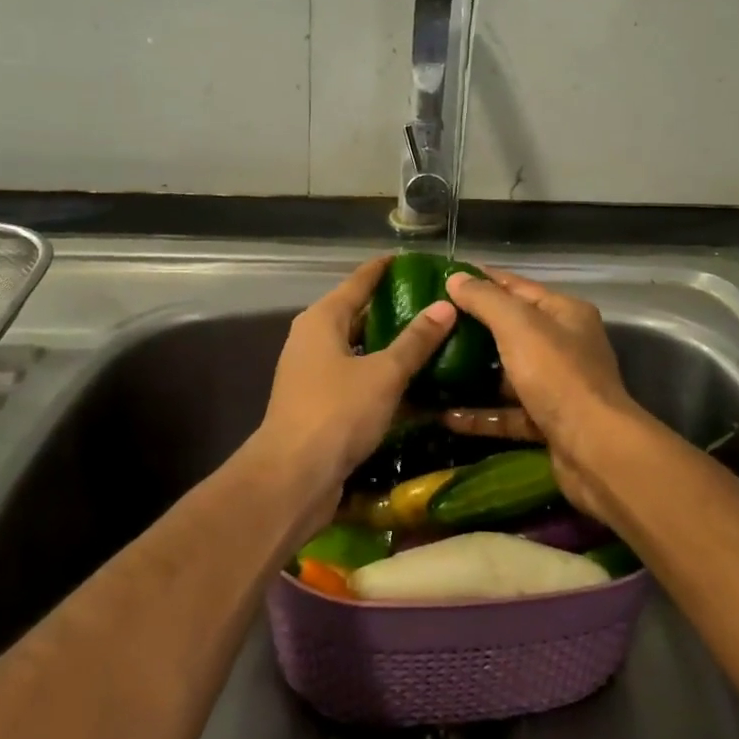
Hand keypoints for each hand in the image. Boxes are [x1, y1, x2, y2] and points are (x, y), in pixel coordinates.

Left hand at [257, 256, 456, 499]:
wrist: (293, 478)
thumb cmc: (337, 412)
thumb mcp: (384, 372)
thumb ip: (416, 340)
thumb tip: (446, 305)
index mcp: (322, 319)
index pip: (359, 281)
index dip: (385, 268)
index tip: (415, 260)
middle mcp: (313, 340)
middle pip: (358, 314)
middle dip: (394, 308)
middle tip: (435, 301)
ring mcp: (314, 374)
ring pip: (359, 349)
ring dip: (390, 345)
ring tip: (431, 338)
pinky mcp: (320, 404)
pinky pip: (357, 378)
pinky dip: (382, 376)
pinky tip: (414, 381)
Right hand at [440, 268, 650, 520]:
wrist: (594, 450)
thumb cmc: (557, 375)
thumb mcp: (518, 326)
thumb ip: (485, 299)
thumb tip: (456, 278)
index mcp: (565, 313)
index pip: (517, 287)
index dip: (482, 280)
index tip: (442, 279)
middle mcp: (565, 345)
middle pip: (512, 330)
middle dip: (472, 328)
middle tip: (430, 325)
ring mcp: (557, 386)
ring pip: (508, 374)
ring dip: (473, 374)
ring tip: (432, 368)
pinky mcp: (547, 423)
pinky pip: (508, 413)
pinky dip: (481, 414)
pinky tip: (446, 415)